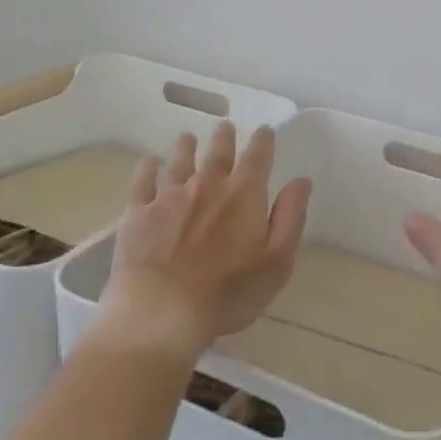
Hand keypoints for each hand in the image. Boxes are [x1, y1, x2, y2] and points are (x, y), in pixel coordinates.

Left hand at [98, 123, 311, 360]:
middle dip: (224, 138)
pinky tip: (148, 162)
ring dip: (186, 147)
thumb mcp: (276, 262)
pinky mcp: (138, 213)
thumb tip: (301, 180)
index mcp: (243, 194)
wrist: (161, 312)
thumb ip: (290, 217)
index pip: (258, 156)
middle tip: (225, 127)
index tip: (264, 131)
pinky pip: (142, 181)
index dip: (263, 140)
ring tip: (188, 138)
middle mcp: (207, 184)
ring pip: (179, 160)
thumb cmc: (227, 293)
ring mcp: (169, 196)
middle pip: (218, 152)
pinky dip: (147, 168)